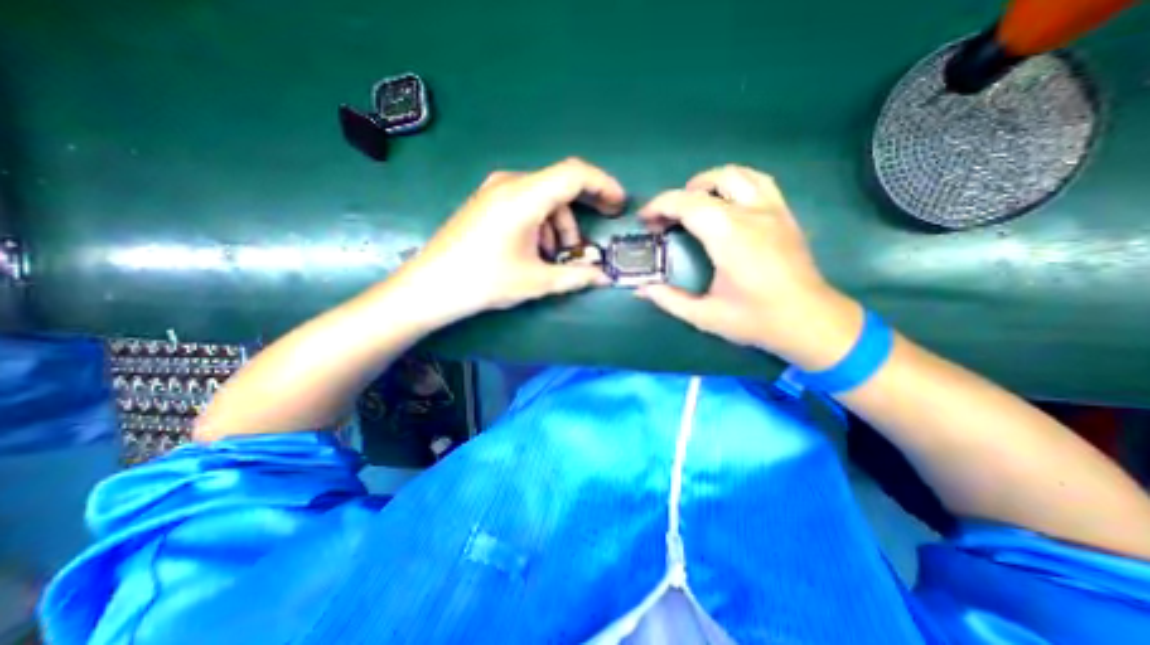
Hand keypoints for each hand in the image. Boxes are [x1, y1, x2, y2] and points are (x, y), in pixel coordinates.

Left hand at [387, 156, 624, 326]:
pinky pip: (525, 202)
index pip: (575, 174)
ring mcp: (495, 190)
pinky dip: (541, 223)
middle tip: (592, 237)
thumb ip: (576, 276)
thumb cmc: (484, 282)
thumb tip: (604, 278)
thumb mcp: (536, 281)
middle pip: (560, 186)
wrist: (430, 287)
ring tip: (557, 256)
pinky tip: (536, 249)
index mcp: (524, 197)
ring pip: (543, 197)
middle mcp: (510, 184)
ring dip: (559, 224)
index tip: (619, 205)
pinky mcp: (487, 202)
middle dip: (582, 212)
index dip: (603, 185)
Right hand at [639, 164, 862, 368]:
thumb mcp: (705, 316)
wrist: (811, 321)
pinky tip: (725, 202)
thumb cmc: (756, 320)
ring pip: (736, 174)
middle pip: (708, 184)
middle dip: (677, 196)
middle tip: (665, 219)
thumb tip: (640, 290)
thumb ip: (669, 300)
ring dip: (706, 183)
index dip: (659, 206)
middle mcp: (751, 214)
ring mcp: (772, 210)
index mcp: (729, 236)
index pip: (686, 203)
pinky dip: (734, 183)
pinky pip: (758, 181)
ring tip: (691, 204)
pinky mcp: (785, 214)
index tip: (645, 221)